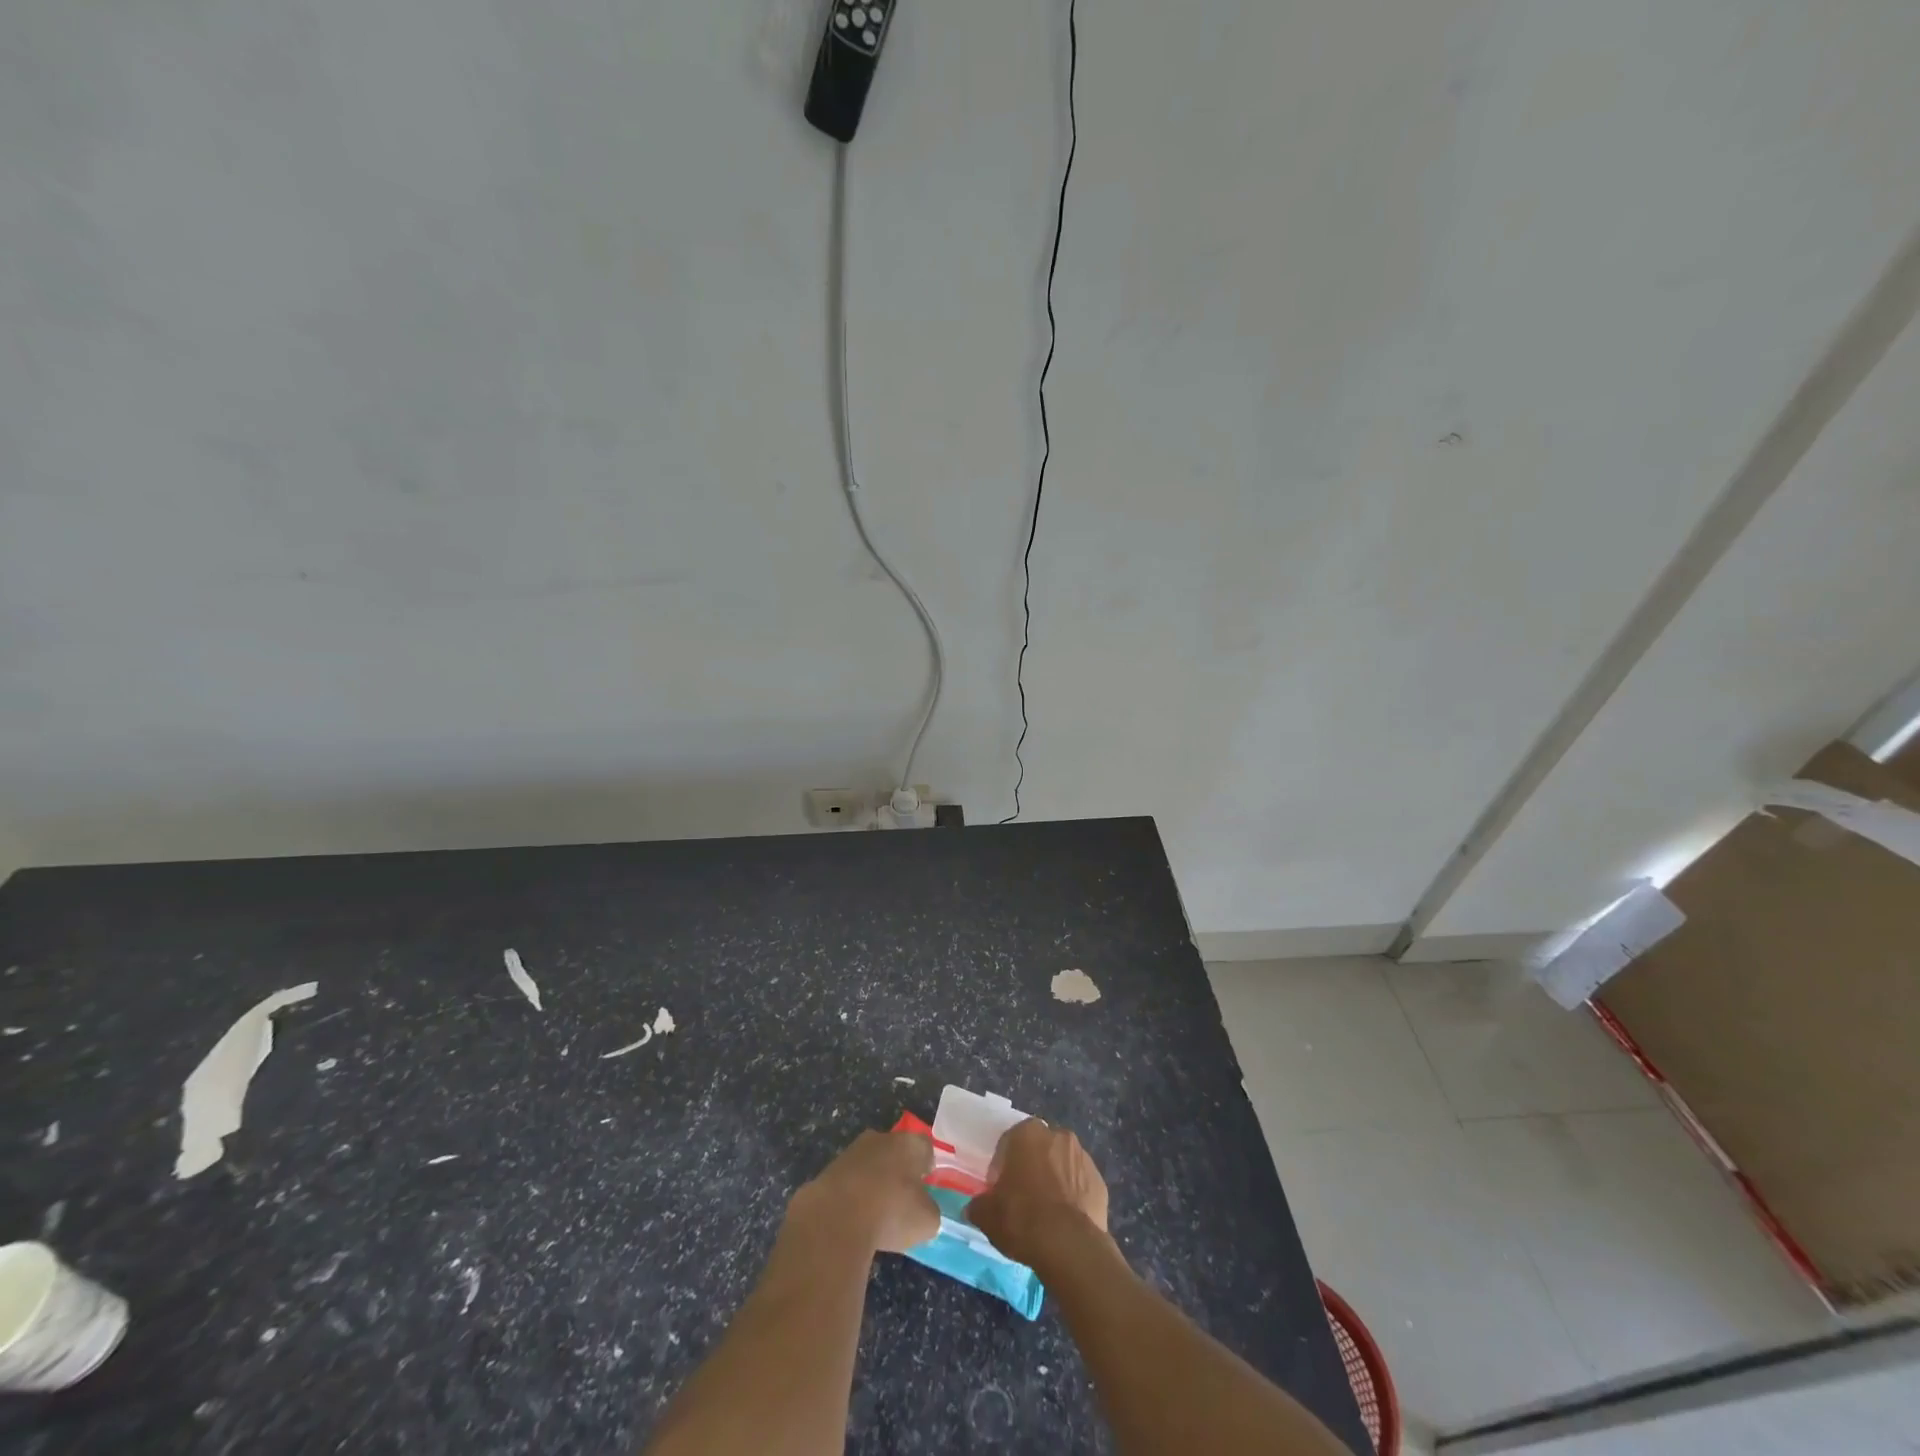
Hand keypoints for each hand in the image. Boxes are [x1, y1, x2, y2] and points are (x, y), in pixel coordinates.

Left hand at [789, 1130, 940, 1254]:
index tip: (926, 1185)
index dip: (927, 1165)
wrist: (835, 1217)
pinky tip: (853, 1219)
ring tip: (875, 1213)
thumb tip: (923, 1210)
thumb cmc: (891, 1213)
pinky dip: (853, 1195)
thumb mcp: (926, 1221)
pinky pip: (850, 1180)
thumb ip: (929, 1211)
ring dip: (874, 1182)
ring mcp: (852, 1152)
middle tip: (901, 1198)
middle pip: (895, 1150)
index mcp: (909, 1144)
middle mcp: (881, 1139)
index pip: (925, 1147)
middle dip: (898, 1170)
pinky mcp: (829, 1169)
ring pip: (870, 1164)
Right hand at [966, 1118, 1109, 1269]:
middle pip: (1038, 1149)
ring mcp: (1082, 1157)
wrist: (1069, 1245)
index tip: (999, 1190)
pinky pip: (1080, 1184)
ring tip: (1046, 1213)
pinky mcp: (1099, 1181)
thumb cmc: (1022, 1218)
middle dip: (1031, 1168)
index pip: (1009, 1143)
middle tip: (1022, 1198)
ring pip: (1061, 1164)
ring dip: (1054, 1180)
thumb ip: (979, 1205)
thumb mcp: (987, 1215)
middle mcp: (1057, 1135)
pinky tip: (1065, 1221)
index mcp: (1027, 1133)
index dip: (1002, 1167)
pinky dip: (1073, 1196)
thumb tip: (976, 1207)